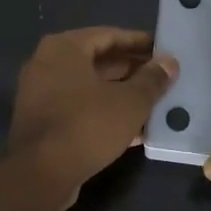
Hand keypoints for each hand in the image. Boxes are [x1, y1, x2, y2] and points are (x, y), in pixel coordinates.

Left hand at [9, 28, 178, 207]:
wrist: (41, 175)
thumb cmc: (87, 125)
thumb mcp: (130, 102)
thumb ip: (152, 80)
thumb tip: (170, 63)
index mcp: (64, 48)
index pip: (109, 35)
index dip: (139, 42)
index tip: (164, 50)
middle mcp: (47, 64)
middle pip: (98, 61)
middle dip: (132, 70)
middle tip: (163, 78)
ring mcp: (41, 94)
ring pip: (90, 88)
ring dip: (121, 94)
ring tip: (155, 103)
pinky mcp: (42, 122)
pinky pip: (80, 109)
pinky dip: (105, 113)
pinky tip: (136, 130)